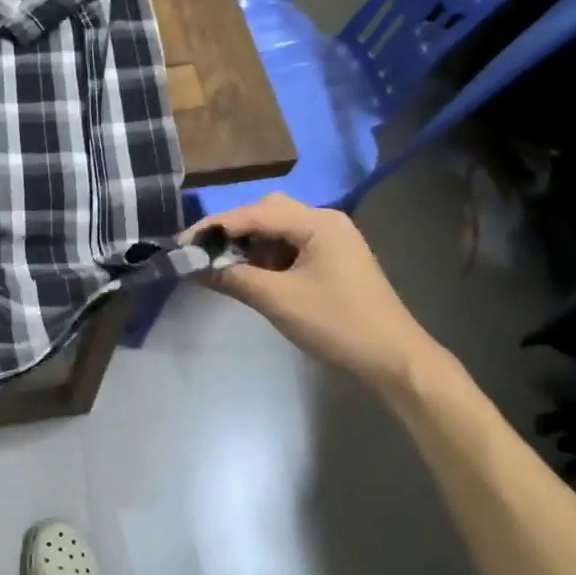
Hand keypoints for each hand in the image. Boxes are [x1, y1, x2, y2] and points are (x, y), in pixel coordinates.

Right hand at [190, 193, 440, 389]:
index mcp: (318, 222)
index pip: (255, 213)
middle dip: (232, 232)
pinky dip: (266, 259)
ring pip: (277, 232)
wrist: (393, 360)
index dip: (215, 227)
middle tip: (203, 253)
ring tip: (222, 267)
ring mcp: (331, 242)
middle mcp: (326, 222)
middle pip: (267, 213)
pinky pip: (290, 249)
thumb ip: (232, 278)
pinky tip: (250, 277)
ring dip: (248, 246)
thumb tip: (192, 266)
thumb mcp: (278, 300)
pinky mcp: (332, 262)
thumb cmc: (337, 324)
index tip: (182, 243)